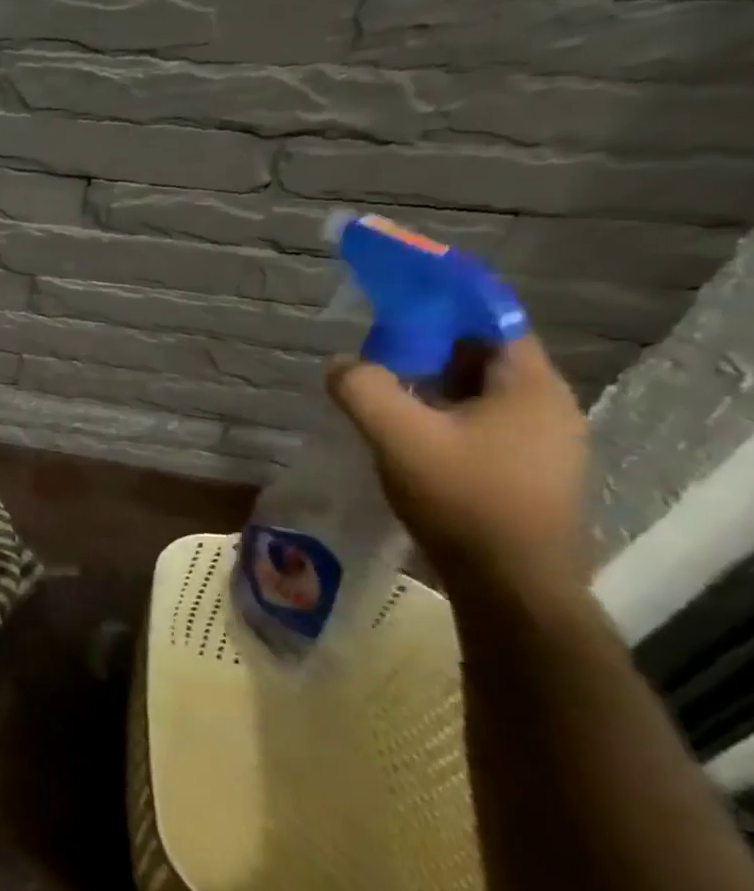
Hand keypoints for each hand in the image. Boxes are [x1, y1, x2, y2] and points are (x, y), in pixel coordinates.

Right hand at [329, 335, 590, 598]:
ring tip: (382, 398)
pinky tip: (408, 438)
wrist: (510, 581)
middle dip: (427, 351)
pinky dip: (443, 417)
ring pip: (479, 395)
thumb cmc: (462, 498)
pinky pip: (481, 425)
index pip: (491, 323)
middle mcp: (548, 407)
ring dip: (432, 388)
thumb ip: (363, 389)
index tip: (393, 311)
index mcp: (531, 387)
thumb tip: (340, 364)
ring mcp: (543, 443)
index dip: (443, 309)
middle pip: (482, 358)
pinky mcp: (528, 472)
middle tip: (375, 359)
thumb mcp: (398, 436)